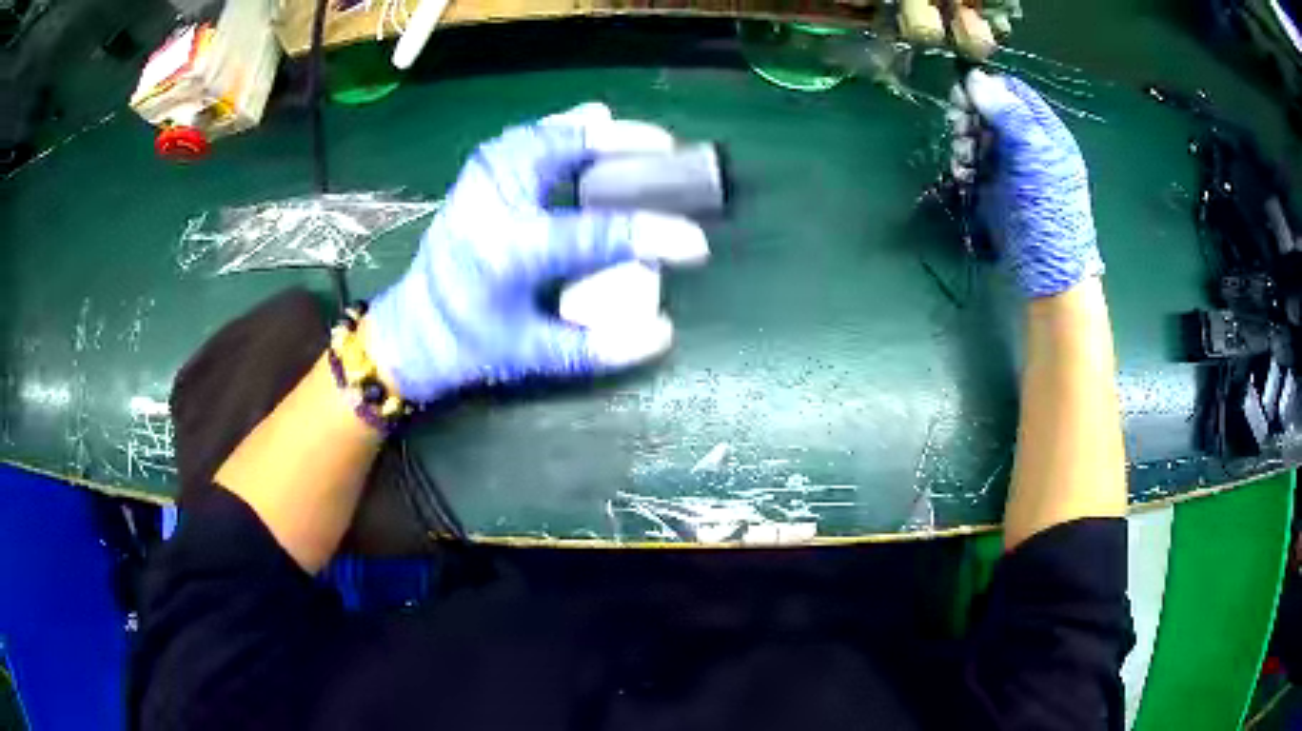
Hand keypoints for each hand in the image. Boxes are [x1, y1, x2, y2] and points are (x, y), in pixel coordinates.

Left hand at [366, 103, 709, 402]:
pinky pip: (521, 138)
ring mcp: (478, 183)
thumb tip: (663, 332)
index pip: (592, 234)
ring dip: (586, 131)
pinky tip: (583, 125)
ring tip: (629, 133)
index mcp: (507, 252)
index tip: (695, 242)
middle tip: (664, 146)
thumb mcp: (533, 356)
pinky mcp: (475, 177)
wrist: (416, 329)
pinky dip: (556, 128)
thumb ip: (595, 347)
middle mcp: (491, 204)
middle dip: (616, 143)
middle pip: (558, 153)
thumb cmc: (472, 346)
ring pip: (538, 135)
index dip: (650, 235)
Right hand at [949, 70, 1102, 297]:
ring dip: (963, 142)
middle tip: (958, 129)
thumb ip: (1008, 114)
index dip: (986, 89)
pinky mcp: (995, 190)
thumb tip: (974, 77)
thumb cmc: (1050, 213)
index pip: (1012, 92)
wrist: (1048, 276)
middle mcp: (1027, 145)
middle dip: (970, 116)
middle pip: (991, 111)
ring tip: (962, 160)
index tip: (962, 97)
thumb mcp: (1035, 157)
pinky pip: (973, 164)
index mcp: (1045, 132)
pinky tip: (963, 176)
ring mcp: (1011, 168)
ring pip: (978, 137)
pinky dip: (963, 166)